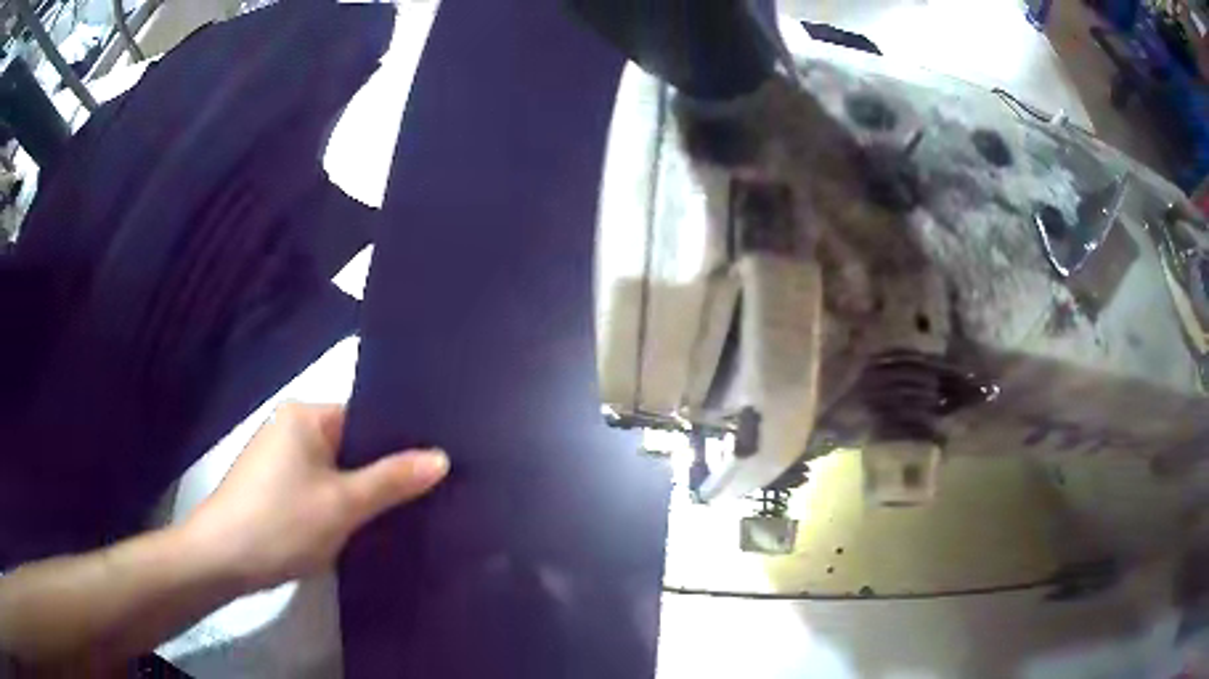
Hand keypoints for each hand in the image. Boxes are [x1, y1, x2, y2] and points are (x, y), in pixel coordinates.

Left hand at [185, 402, 448, 590]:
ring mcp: (277, 457)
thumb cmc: (281, 523)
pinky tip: (355, 527)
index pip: (365, 417)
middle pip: (350, 444)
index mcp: (305, 416)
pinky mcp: (270, 485)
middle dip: (380, 472)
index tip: (433, 468)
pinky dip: (336, 503)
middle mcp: (289, 427)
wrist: (221, 559)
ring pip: (333, 469)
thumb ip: (392, 480)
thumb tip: (441, 457)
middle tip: (424, 496)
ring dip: (358, 491)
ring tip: (398, 514)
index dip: (398, 443)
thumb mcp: (343, 505)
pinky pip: (316, 485)